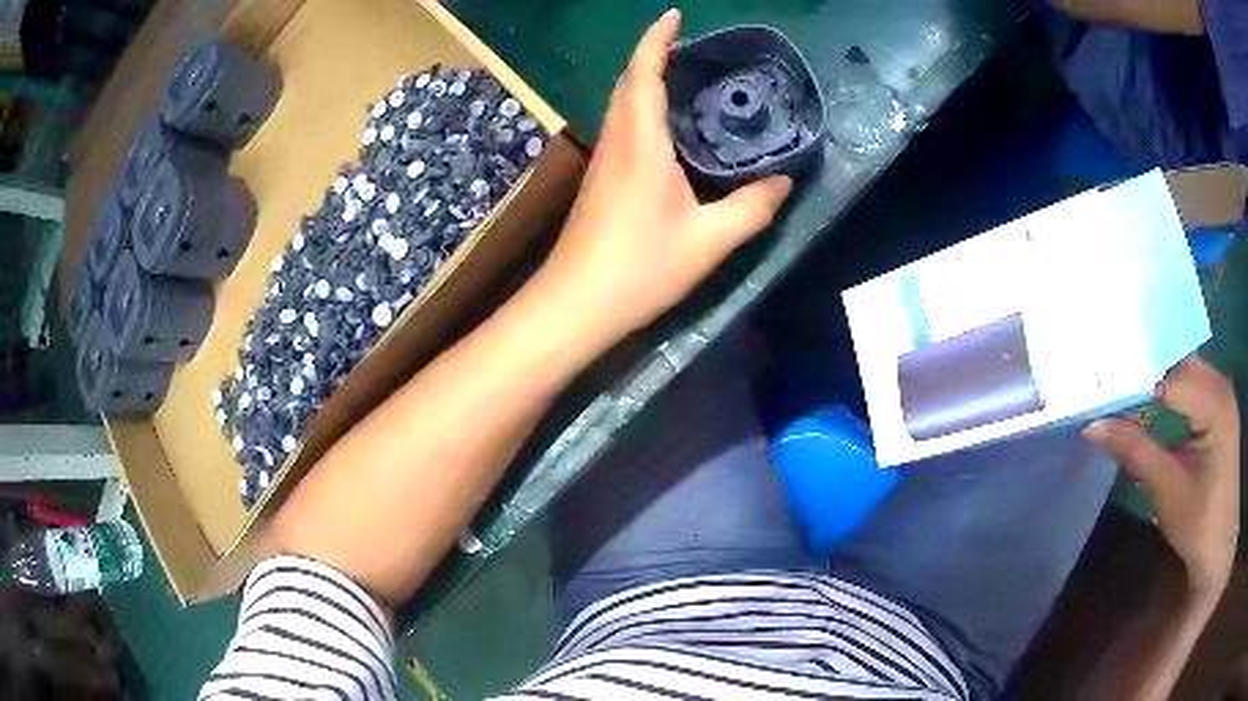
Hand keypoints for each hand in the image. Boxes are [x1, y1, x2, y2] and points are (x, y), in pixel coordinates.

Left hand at [534, 9, 792, 341]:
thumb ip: (752, 208)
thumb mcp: (709, 241)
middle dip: (653, 55)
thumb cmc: (639, 269)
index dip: (656, 40)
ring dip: (645, 81)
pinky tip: (667, 128)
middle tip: (690, 46)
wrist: (575, 305)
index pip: (643, 74)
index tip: (674, 14)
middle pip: (628, 83)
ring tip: (684, 77)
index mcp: (640, 143)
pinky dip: (642, 110)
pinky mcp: (600, 182)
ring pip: (621, 105)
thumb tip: (783, 182)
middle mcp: (616, 142)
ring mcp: (603, 162)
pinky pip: (622, 128)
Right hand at [1084, 356, 1239, 598]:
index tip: (1101, 385)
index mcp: (1215, 403)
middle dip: (1144, 369)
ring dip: (1155, 377)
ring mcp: (1221, 394)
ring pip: (1182, 369)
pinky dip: (1167, 389)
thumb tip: (1094, 425)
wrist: (1219, 548)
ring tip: (1121, 387)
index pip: (1171, 374)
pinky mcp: (1218, 408)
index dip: (1136, 377)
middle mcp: (1220, 385)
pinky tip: (1150, 400)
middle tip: (1106, 379)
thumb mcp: (1168, 491)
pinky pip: (1189, 384)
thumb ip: (1136, 452)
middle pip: (1177, 362)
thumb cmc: (1199, 525)